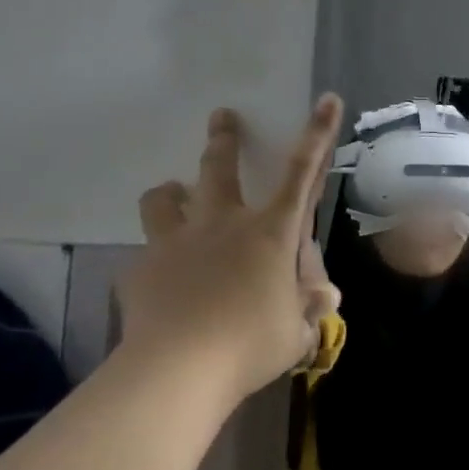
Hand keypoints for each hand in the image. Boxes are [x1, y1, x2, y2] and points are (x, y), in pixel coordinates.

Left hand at [116, 95, 343, 397]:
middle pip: (219, 168)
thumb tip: (325, 296)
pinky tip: (159, 281)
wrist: (176, 371)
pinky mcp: (142, 269)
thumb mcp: (296, 332)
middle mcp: (224, 225)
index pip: (303, 173)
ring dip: (171, 192)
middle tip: (222, 116)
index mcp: (271, 233)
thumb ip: (310, 308)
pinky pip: (146, 254)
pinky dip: (156, 259)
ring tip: (173, 195)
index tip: (326, 98)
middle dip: (224, 138)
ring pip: (166, 197)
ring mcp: (177, 243)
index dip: (318, 134)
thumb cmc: (251, 344)